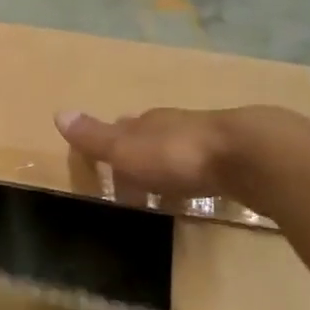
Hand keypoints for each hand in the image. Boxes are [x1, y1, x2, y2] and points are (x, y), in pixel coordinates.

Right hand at [54, 108, 239, 205]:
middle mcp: (178, 125)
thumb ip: (95, 137)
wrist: (251, 156)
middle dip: (142, 158)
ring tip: (163, 196)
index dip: (113, 146)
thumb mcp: (126, 149)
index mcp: (149, 122)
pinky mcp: (241, 161)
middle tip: (132, 185)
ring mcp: (212, 142)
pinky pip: (210, 170)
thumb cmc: (178, 154)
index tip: (105, 166)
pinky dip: (199, 182)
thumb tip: (58, 113)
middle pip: (154, 139)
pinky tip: (200, 196)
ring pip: (182, 153)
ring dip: (171, 172)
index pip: (124, 128)